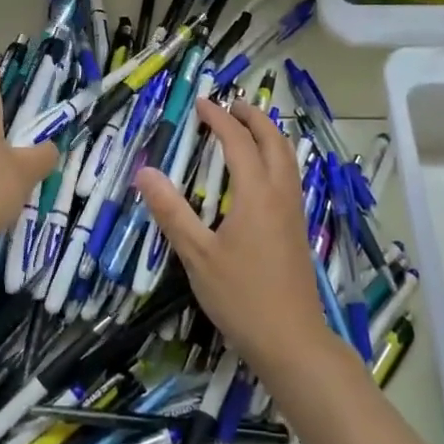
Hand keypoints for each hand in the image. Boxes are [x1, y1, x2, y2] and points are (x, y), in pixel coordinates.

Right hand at [135, 98, 334, 373]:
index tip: (201, 104)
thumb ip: (172, 212)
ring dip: (268, 134)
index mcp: (257, 194)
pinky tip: (262, 172)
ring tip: (247, 128)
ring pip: (288, 157)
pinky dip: (275, 156)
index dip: (220, 119)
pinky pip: (290, 175)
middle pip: (273, 141)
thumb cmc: (241, 296)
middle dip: (253, 117)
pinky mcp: (299, 228)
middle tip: (229, 105)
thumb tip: (145, 172)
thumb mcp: (197, 255)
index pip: (238, 142)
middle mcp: (281, 194)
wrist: (292, 339)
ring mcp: (295, 211)